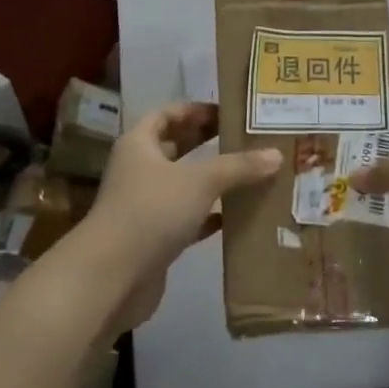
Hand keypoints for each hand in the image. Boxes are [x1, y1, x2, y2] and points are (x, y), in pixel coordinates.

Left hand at [81, 102, 280, 332]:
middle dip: (207, 142)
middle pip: (175, 148)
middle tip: (245, 138)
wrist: (112, 277)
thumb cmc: (151, 211)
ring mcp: (145, 206)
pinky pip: (187, 218)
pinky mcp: (154, 238)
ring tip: (250, 173)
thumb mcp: (200, 181)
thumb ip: (238, 167)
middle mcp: (139, 170)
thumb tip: (276, 154)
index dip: (194, 110)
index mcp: (139, 144)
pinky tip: (237, 215)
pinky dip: (209, 215)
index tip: (227, 111)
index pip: (167, 114)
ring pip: (183, 185)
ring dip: (212, 180)